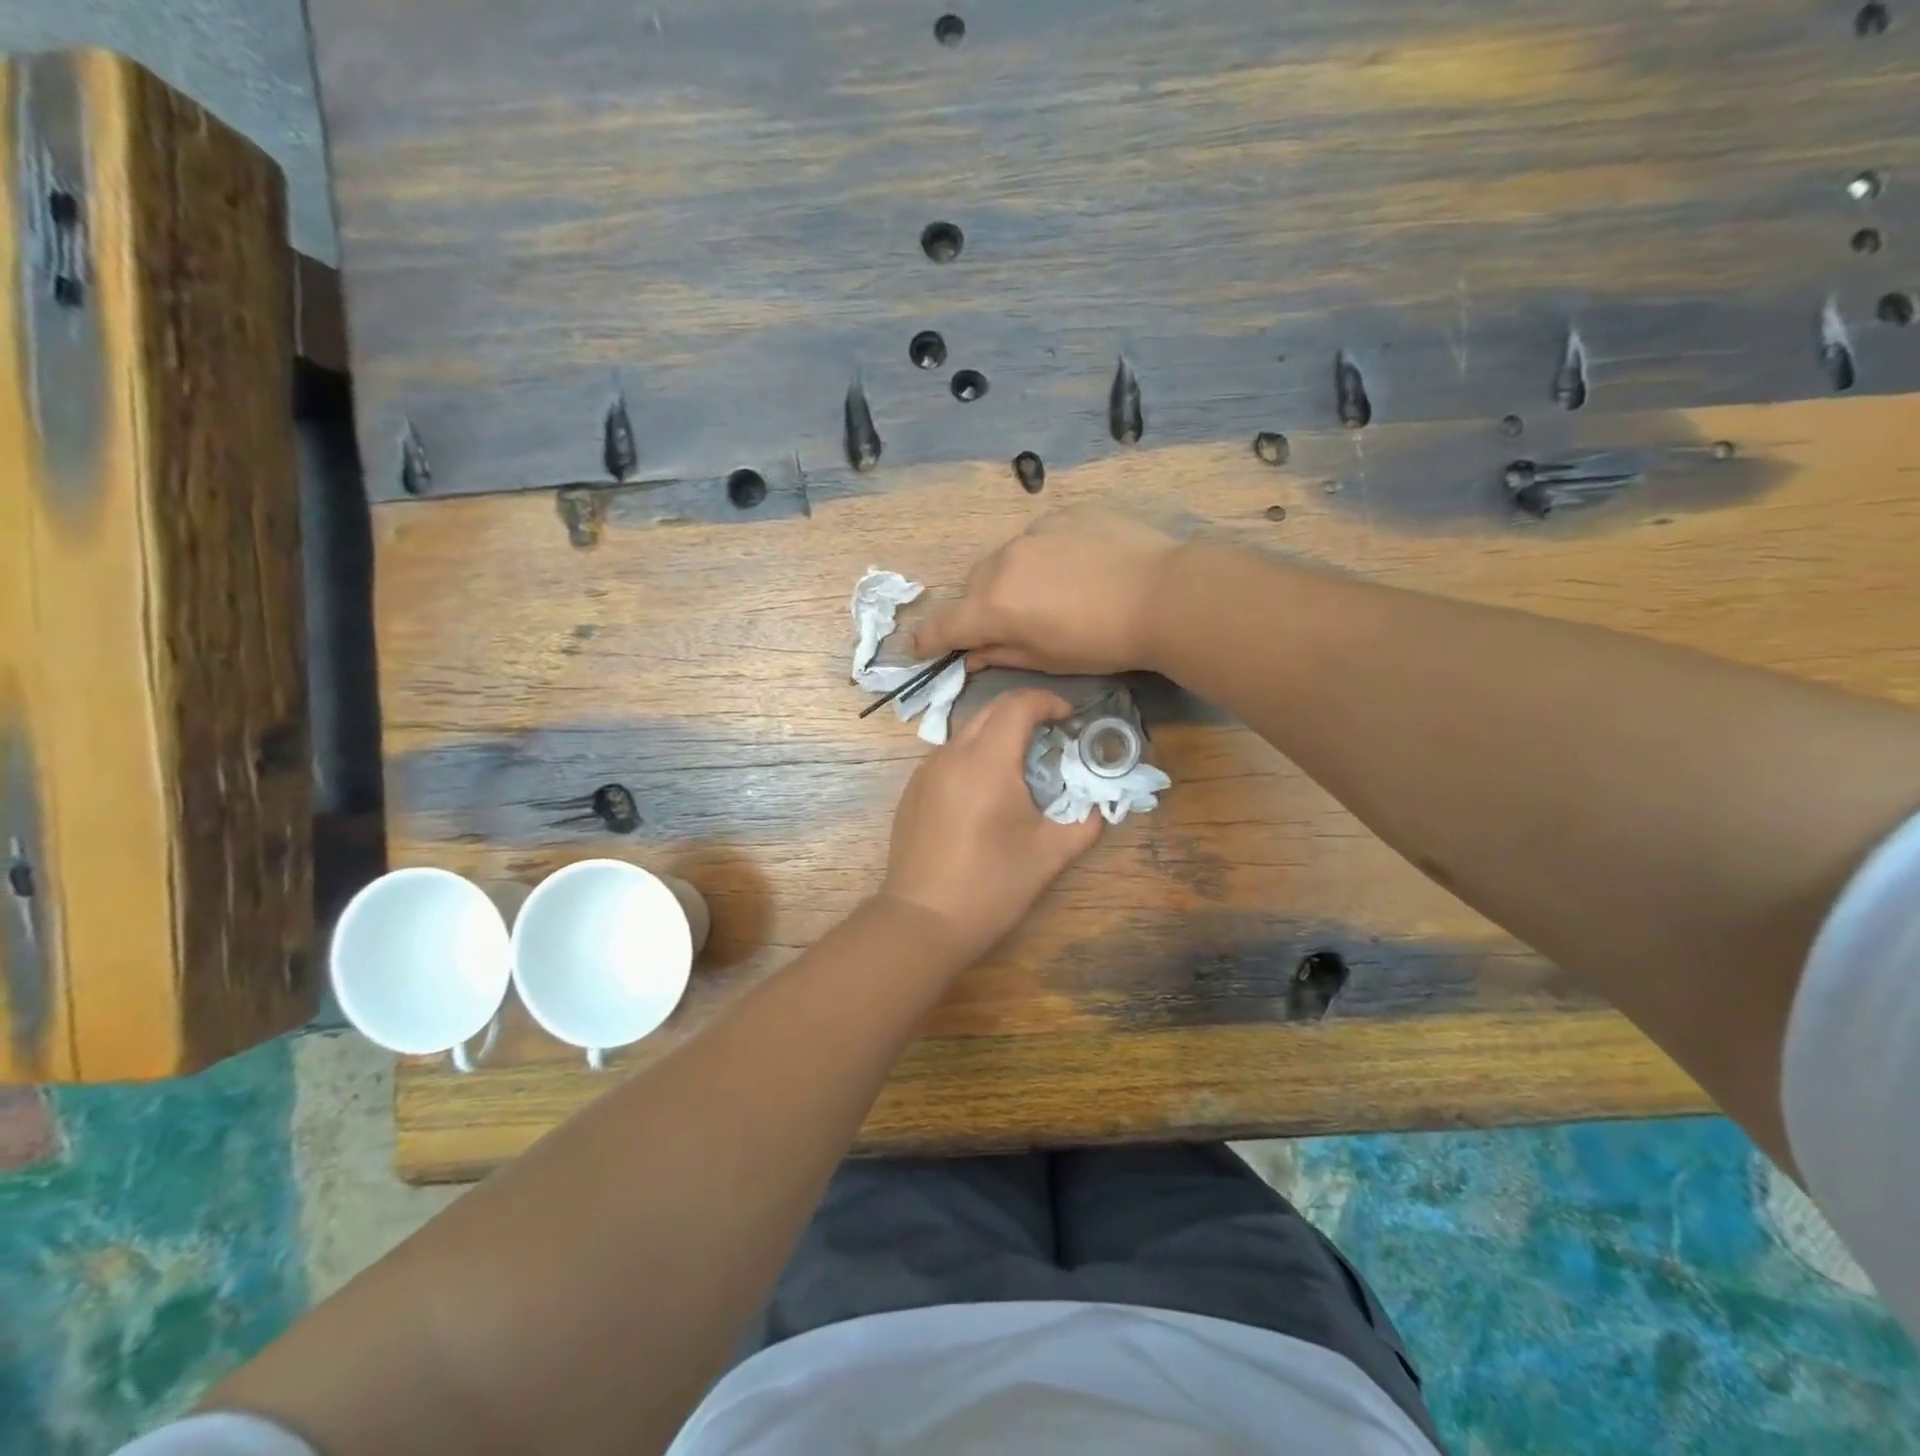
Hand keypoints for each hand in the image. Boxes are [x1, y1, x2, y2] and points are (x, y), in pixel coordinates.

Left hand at [878, 689, 1101, 966]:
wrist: (923, 920)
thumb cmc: (991, 886)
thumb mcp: (1049, 856)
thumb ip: (1083, 824)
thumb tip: (1098, 808)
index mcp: (988, 762)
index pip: (1018, 706)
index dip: (1048, 702)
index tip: (1069, 718)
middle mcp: (952, 755)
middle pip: (991, 710)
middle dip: (1025, 712)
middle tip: (1052, 735)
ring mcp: (926, 771)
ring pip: (967, 732)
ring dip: (998, 734)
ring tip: (1022, 764)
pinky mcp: (913, 790)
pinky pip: (949, 756)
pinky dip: (974, 756)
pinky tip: (987, 792)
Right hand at [912, 507, 1179, 675]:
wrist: (1163, 594)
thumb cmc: (1103, 642)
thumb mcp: (1048, 660)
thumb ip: (1000, 654)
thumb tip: (970, 655)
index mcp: (994, 606)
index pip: (944, 624)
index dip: (927, 640)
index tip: (920, 649)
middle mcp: (1003, 563)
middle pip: (972, 588)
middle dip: (977, 610)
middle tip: (1003, 627)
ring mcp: (1034, 533)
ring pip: (1003, 560)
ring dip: (1008, 580)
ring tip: (1044, 595)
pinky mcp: (1064, 514)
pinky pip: (1037, 539)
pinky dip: (1041, 558)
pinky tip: (1073, 570)